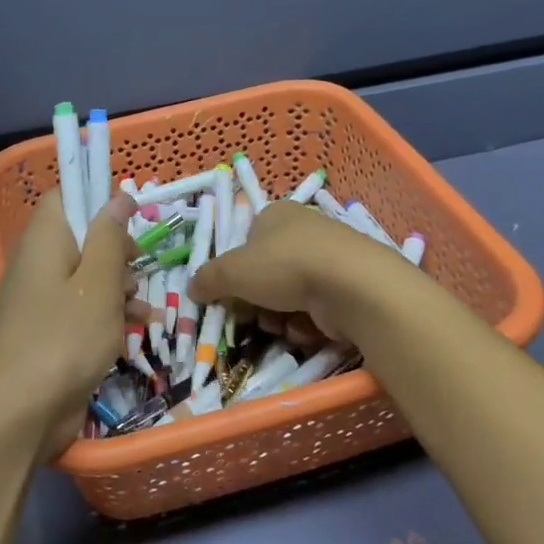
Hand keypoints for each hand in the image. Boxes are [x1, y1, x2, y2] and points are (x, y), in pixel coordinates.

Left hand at [0, 187, 151, 462]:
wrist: (22, 412)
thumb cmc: (65, 338)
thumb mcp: (99, 283)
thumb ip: (110, 237)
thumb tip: (118, 196)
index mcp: (45, 239)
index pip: (66, 197)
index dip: (99, 199)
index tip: (132, 216)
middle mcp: (40, 263)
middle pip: (84, 237)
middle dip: (119, 252)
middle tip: (138, 268)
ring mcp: (45, 300)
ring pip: (90, 276)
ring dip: (121, 288)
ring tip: (143, 310)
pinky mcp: (53, 332)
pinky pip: (85, 310)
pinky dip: (111, 316)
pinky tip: (138, 331)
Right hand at [188, 198, 409, 345]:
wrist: (352, 286)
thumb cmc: (284, 265)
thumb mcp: (231, 271)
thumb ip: (207, 279)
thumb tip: (192, 289)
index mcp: (276, 214)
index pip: (247, 240)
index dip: (235, 270)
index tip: (230, 294)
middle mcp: (305, 230)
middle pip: (267, 272)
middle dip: (257, 300)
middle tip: (252, 317)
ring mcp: (331, 258)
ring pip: (290, 295)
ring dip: (280, 316)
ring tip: (283, 326)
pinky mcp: (350, 286)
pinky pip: (317, 309)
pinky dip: (308, 323)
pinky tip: (309, 329)